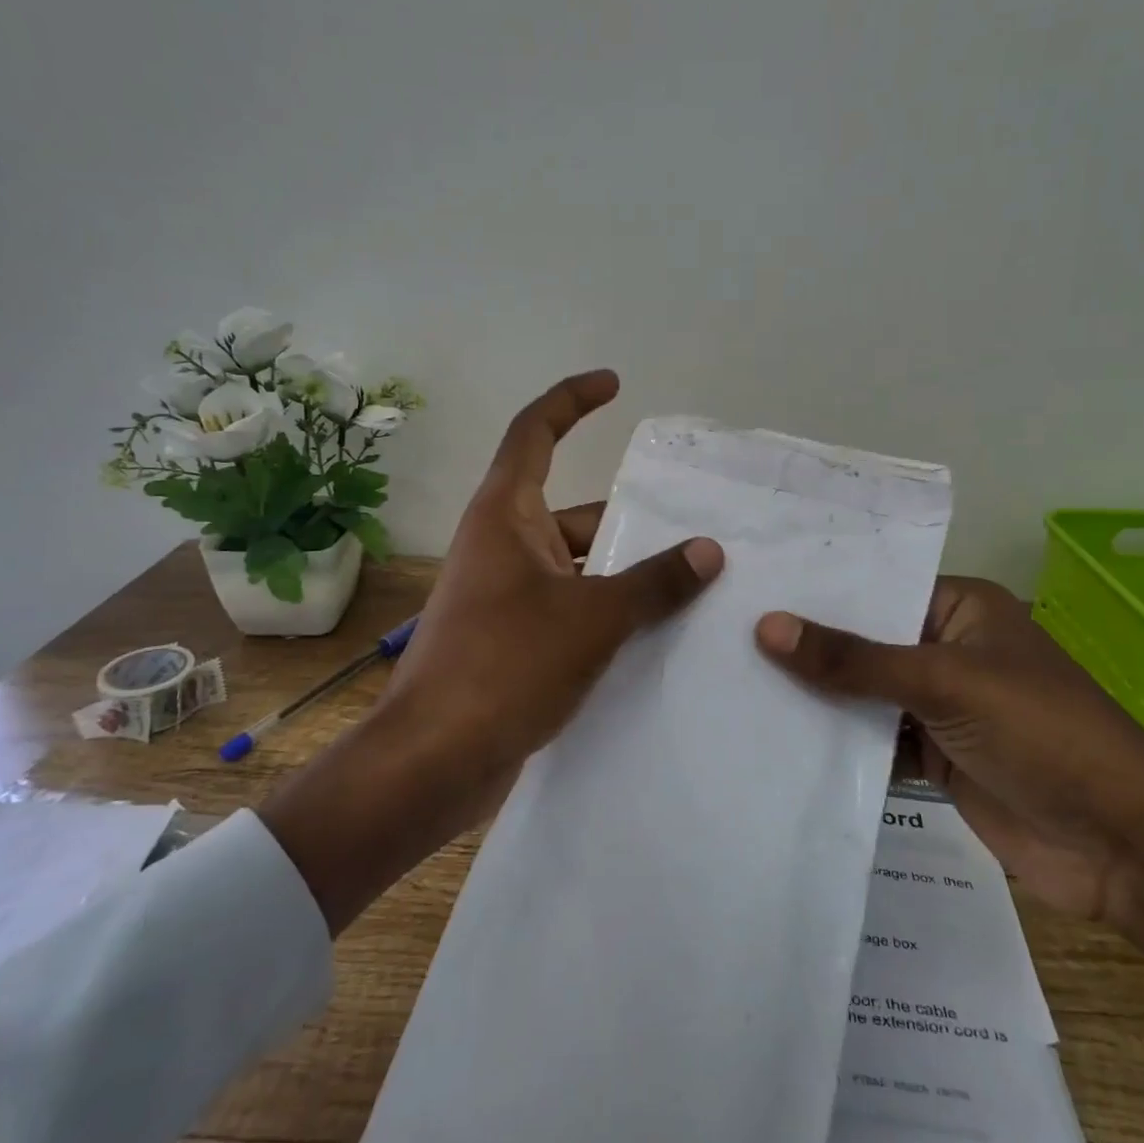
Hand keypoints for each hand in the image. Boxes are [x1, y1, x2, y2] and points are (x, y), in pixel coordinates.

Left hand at [263, 370, 722, 932]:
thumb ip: (654, 582)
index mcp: (507, 515)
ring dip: (623, 572)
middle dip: (628, 519)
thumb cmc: (506, 665)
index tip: (614, 383)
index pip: (536, 432)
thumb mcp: (592, 617)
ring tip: (690, 585)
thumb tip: (708, 551)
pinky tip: (653, 633)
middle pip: (572, 510)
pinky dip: (607, 610)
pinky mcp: (512, 638)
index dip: (573, 399)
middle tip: (693, 531)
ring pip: (576, 564)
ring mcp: (505, 593)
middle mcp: (503, 544)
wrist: (435, 760)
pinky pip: (570, 606)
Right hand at [756, 580, 1143, 1036]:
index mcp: (961, 609)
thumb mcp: (943, 682)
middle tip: (726, 634)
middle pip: (865, 642)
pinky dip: (837, 744)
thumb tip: (767, 626)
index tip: (750, 587)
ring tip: (737, 682)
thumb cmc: (1040, 733)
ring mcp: (940, 706)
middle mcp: (947, 649)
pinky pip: (873, 741)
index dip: (818, 591)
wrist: (1122, 847)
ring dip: (817, 697)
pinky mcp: (935, 758)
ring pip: (864, 694)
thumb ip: (853, 659)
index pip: (875, 588)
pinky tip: (779, 740)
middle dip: (809, 646)